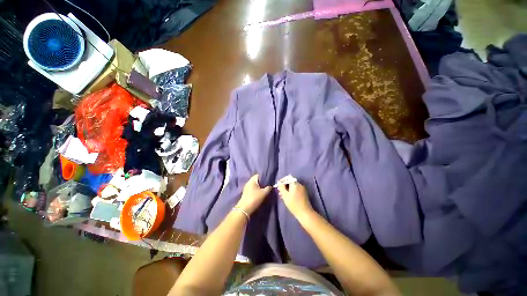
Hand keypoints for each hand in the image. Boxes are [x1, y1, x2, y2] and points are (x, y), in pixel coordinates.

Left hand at [236, 174, 271, 214]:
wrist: (245, 209)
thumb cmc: (254, 198)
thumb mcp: (264, 193)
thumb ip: (268, 188)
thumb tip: (271, 186)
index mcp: (252, 180)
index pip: (258, 175)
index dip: (264, 176)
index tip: (269, 179)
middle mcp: (248, 182)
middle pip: (256, 180)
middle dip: (262, 182)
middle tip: (268, 185)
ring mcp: (246, 188)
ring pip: (255, 185)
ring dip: (259, 186)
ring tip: (265, 189)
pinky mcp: (246, 193)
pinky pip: (253, 189)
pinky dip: (256, 190)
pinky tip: (260, 193)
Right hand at [277, 180, 313, 221]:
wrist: (305, 213)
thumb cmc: (294, 204)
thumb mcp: (285, 195)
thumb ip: (281, 187)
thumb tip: (279, 182)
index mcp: (295, 184)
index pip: (288, 178)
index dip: (282, 180)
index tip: (278, 185)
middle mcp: (299, 185)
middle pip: (290, 182)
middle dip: (284, 186)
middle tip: (279, 191)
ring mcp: (302, 189)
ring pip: (292, 187)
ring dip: (287, 189)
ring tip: (281, 195)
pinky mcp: (303, 194)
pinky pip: (295, 190)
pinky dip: (291, 192)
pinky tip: (287, 197)